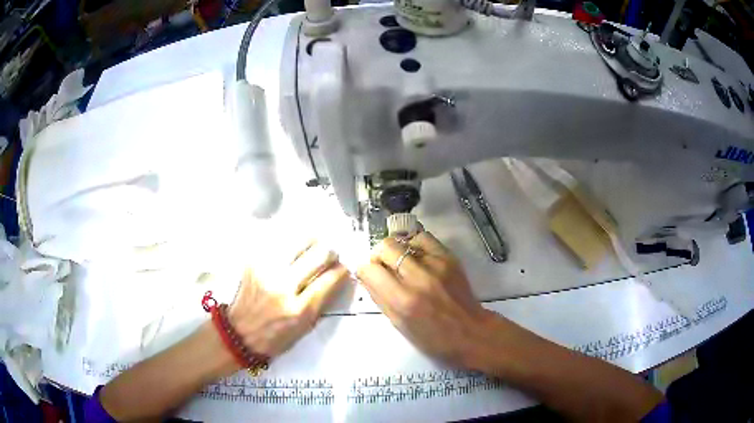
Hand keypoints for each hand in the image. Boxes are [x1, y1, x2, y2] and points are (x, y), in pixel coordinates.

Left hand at [229, 241, 348, 357]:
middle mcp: (282, 286)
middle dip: (330, 251)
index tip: (345, 267)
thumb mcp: (304, 328)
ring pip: (299, 240)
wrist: (238, 332)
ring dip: (312, 241)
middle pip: (317, 254)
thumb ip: (321, 301)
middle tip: (331, 253)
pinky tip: (295, 244)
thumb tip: (336, 276)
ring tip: (315, 244)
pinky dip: (292, 240)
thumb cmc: (274, 336)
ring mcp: (266, 270)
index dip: (342, 269)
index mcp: (298, 310)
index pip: (329, 279)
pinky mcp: (254, 260)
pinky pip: (279, 240)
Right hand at [357, 231, 493, 366]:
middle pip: (386, 247)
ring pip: (404, 240)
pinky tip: (416, 257)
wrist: (471, 332)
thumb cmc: (433, 338)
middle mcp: (418, 278)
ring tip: (401, 264)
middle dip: (378, 256)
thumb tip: (366, 276)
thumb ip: (380, 298)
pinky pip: (424, 239)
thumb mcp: (400, 325)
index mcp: (403, 301)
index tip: (369, 276)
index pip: (370, 269)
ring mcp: (436, 264)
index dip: (365, 271)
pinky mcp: (449, 258)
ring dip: (397, 250)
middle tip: (383, 267)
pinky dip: (414, 245)